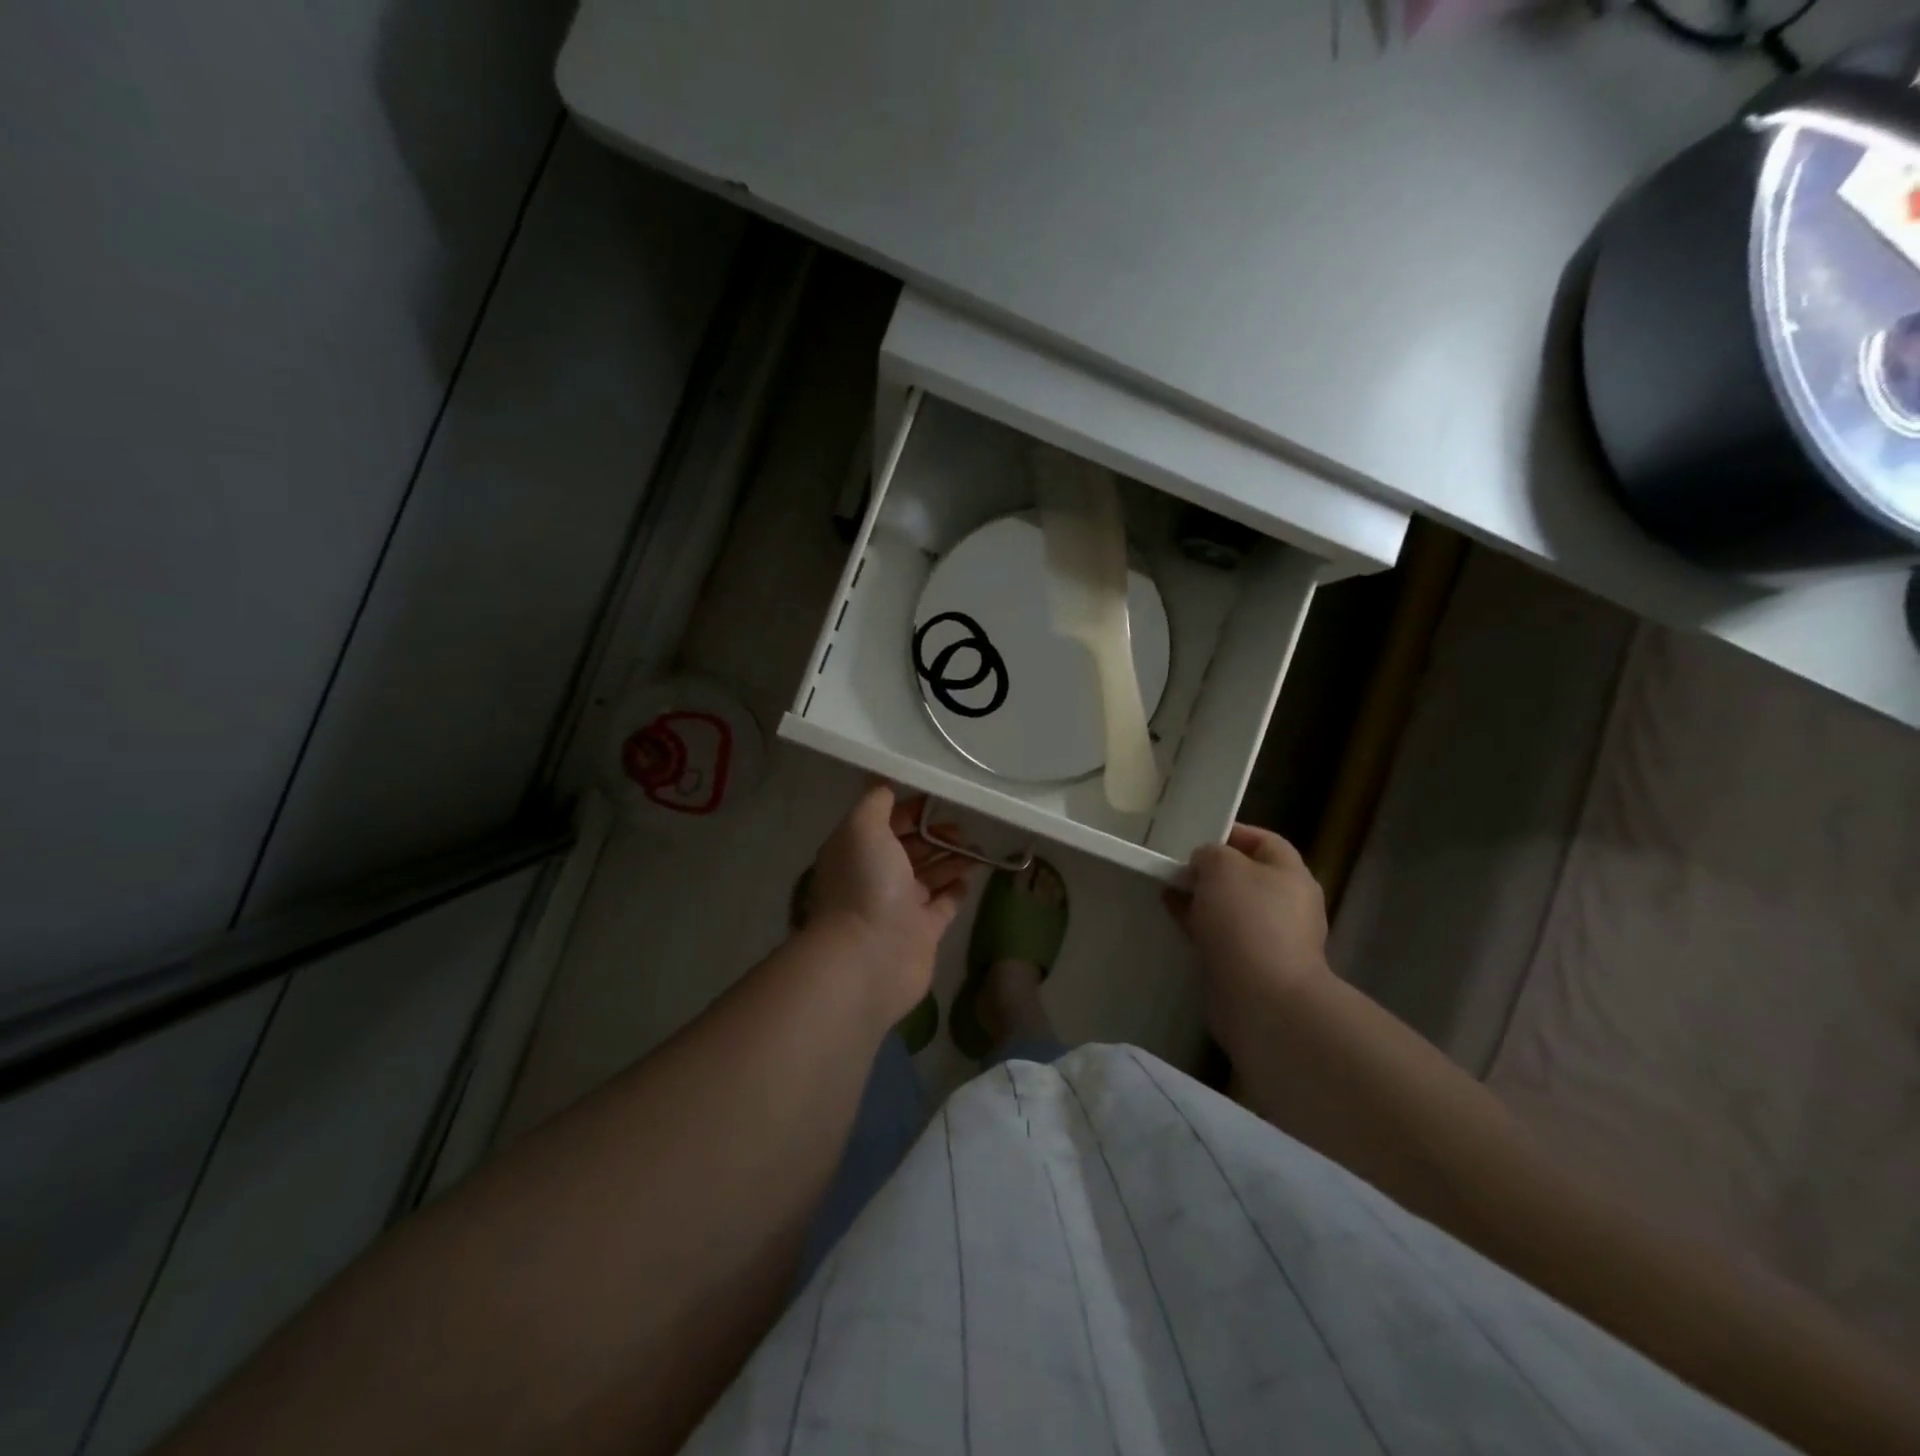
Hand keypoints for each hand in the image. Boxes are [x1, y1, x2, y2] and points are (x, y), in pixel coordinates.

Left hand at [802, 783, 974, 1023]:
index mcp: (859, 851)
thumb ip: (875, 802)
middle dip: (935, 834)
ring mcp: (900, 906)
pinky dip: (957, 888)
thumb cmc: (866, 884)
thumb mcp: (863, 828)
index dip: (912, 808)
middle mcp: (877, 876)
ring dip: (952, 858)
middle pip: (911, 847)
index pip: (887, 821)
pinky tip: (972, 875)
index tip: (940, 799)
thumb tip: (883, 780)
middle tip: (963, 828)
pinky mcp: (924, 932)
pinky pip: (944, 903)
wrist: (870, 957)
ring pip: (931, 874)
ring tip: (978, 848)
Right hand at [1164, 824, 1329, 1054]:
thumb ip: (1210, 854)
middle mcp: (1288, 904)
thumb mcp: (1222, 867)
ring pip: (1232, 908)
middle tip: (1178, 867)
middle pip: (1247, 876)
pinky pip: (1223, 937)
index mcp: (1292, 874)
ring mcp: (1272, 939)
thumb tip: (1205, 865)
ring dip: (1202, 900)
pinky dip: (1201, 926)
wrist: (1262, 999)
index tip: (1196, 836)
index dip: (1232, 833)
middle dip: (1212, 870)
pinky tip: (1177, 922)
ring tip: (1169, 893)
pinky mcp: (1253, 967)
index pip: (1264, 840)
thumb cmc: (1247, 920)